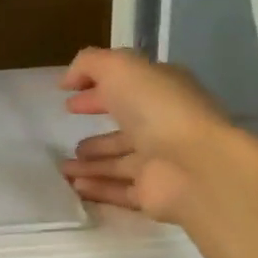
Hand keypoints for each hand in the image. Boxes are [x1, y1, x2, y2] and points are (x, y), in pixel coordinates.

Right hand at [60, 48, 233, 222]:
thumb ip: (90, 64)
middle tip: (67, 136)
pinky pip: (118, 190)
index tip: (67, 100)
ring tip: (63, 168)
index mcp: (161, 92)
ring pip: (117, 163)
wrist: (195, 166)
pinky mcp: (153, 193)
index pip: (126, 89)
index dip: (96, 91)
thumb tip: (68, 80)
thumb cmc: (158, 109)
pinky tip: (75, 187)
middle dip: (96, 134)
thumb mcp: (120, 68)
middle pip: (124, 129)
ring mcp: (159, 162)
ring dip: (90, 164)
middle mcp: (163, 126)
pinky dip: (97, 188)